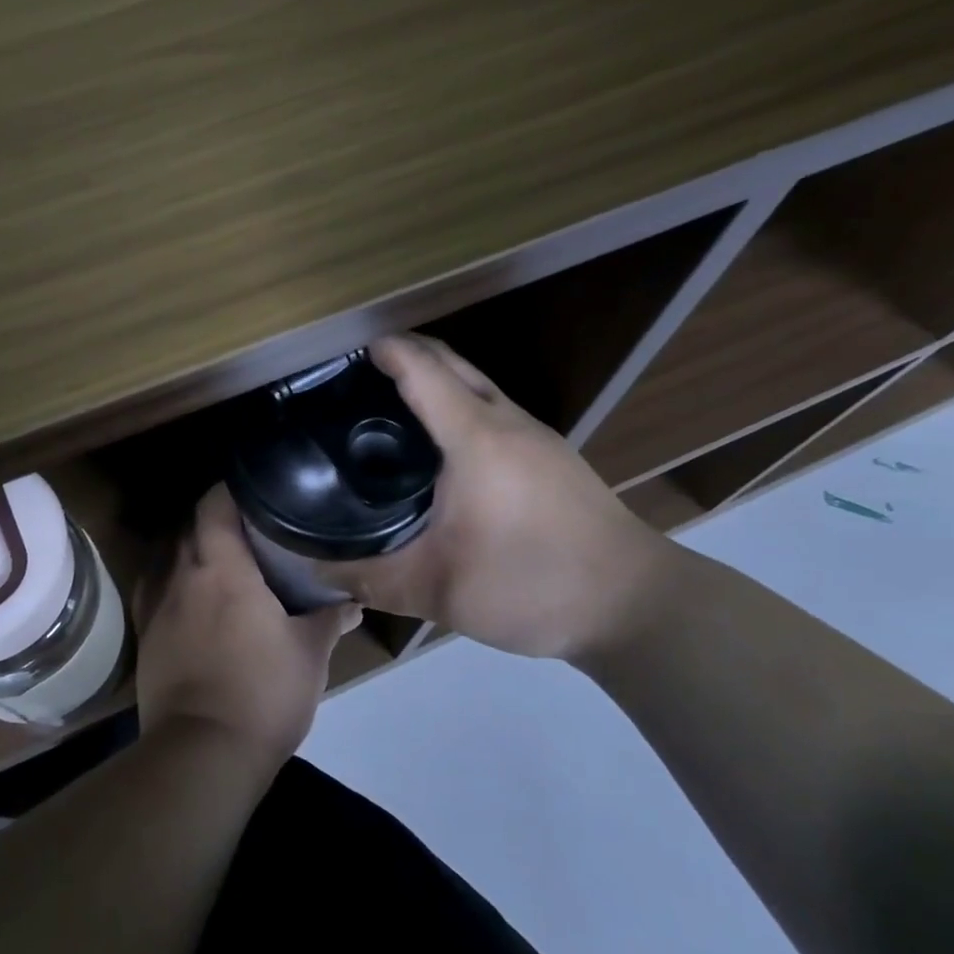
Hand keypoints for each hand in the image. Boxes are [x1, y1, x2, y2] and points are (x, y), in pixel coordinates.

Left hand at [135, 485, 362, 768]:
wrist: (203, 753)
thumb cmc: (263, 692)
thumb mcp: (310, 654)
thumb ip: (330, 619)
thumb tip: (355, 602)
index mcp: (221, 568)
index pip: (213, 505)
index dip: (230, 490)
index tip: (255, 489)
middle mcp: (181, 576)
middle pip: (189, 526)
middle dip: (214, 518)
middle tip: (249, 524)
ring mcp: (157, 606)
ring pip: (168, 556)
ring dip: (190, 548)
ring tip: (221, 556)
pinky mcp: (146, 636)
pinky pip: (155, 590)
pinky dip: (172, 581)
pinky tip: (190, 594)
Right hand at [317, 334, 675, 662]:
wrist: (635, 604)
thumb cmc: (532, 585)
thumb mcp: (439, 591)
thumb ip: (370, 579)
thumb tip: (317, 572)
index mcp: (476, 438)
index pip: (423, 371)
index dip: (384, 351)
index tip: (345, 350)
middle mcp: (508, 422)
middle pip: (452, 363)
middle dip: (406, 353)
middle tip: (358, 373)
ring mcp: (537, 436)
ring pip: (478, 384)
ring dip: (436, 378)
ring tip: (390, 403)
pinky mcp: (552, 456)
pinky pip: (494, 409)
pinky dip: (459, 405)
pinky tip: (441, 445)